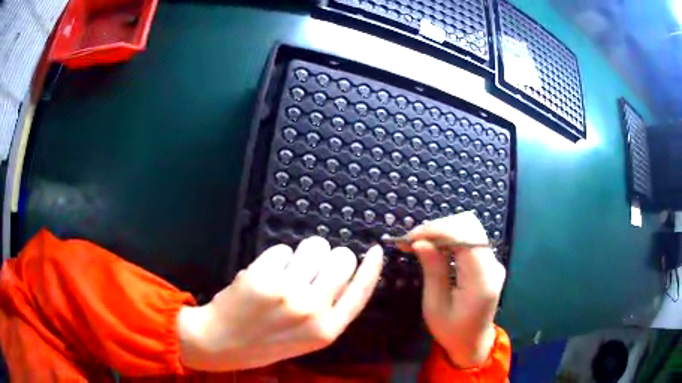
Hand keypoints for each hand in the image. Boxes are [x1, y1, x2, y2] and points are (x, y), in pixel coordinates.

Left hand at [176, 237, 383, 370]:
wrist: (221, 342)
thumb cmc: (265, 342)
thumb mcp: (306, 338)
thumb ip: (329, 310)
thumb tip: (345, 272)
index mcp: (327, 330)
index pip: (361, 292)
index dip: (372, 268)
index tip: (376, 250)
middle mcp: (312, 311)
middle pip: (342, 260)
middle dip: (330, 256)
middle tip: (312, 265)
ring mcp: (287, 292)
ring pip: (314, 247)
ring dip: (303, 253)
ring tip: (286, 270)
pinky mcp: (264, 277)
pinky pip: (282, 249)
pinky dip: (276, 257)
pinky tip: (264, 275)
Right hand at [403, 211, 505, 367]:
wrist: (473, 343)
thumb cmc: (451, 331)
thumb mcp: (435, 306)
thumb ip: (433, 270)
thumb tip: (420, 241)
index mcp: (481, 280)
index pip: (465, 236)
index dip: (436, 230)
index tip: (410, 239)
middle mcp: (493, 265)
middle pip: (469, 226)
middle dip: (438, 227)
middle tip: (412, 240)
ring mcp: (493, 262)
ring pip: (470, 228)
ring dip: (443, 230)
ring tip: (419, 243)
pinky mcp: (489, 262)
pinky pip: (470, 239)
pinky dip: (450, 237)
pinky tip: (434, 247)